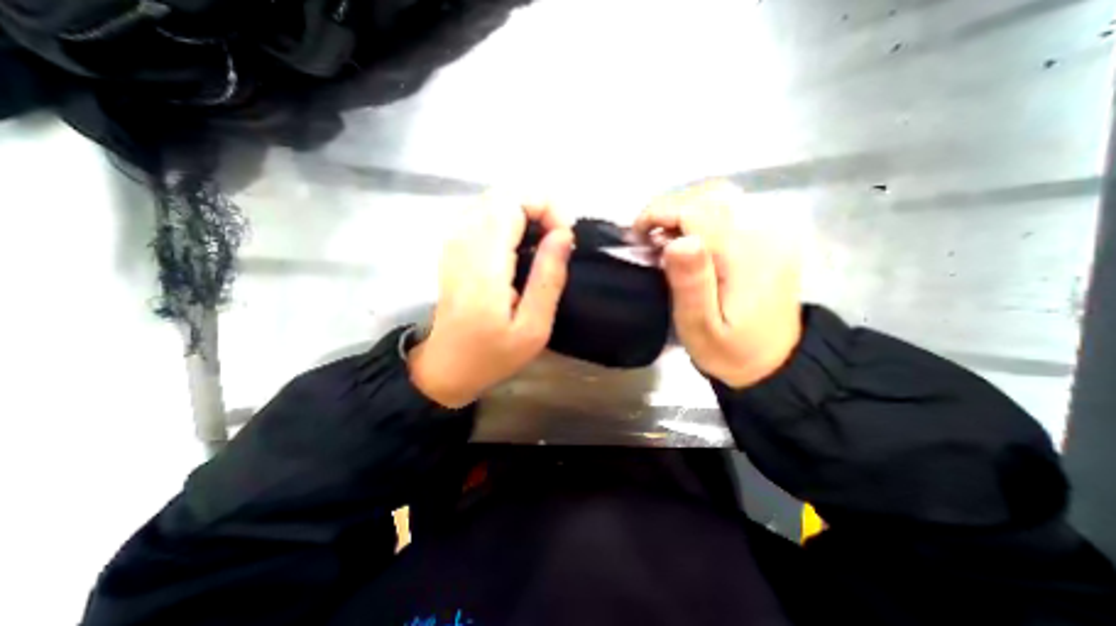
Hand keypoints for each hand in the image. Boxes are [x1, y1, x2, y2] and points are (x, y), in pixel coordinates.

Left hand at [408, 194, 575, 408]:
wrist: (446, 366)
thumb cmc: (493, 354)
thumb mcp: (533, 327)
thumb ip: (548, 277)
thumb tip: (563, 234)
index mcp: (485, 264)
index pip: (512, 203)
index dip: (545, 207)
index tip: (565, 235)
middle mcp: (464, 242)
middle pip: (503, 195)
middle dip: (539, 207)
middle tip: (558, 238)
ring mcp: (454, 242)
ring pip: (494, 201)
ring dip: (526, 213)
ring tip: (544, 242)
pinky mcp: (453, 246)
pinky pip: (484, 214)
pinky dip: (510, 219)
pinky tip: (522, 245)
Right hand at [637, 179, 802, 389]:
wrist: (776, 363)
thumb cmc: (730, 351)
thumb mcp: (701, 327)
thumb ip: (691, 284)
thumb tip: (679, 240)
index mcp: (744, 255)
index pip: (696, 210)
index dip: (659, 214)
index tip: (637, 235)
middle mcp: (764, 233)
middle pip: (710, 195)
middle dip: (670, 209)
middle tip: (649, 238)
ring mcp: (773, 232)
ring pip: (721, 196)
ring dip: (685, 210)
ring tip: (667, 238)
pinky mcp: (772, 237)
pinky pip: (733, 207)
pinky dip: (703, 214)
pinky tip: (692, 240)